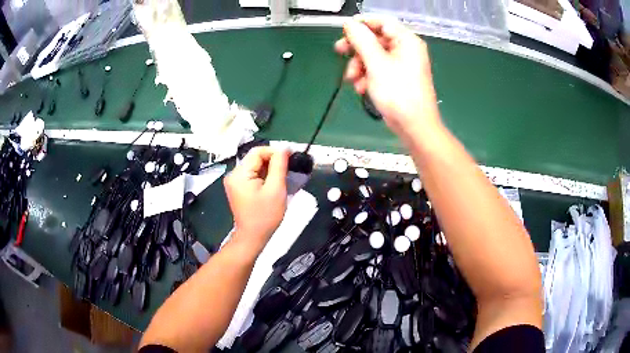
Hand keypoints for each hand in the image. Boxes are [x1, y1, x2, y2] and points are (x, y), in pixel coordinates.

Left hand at [224, 147, 288, 252]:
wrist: (253, 237)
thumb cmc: (265, 216)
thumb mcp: (276, 189)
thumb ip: (279, 166)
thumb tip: (284, 148)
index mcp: (239, 174)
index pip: (258, 151)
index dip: (275, 152)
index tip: (291, 159)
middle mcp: (233, 174)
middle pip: (256, 158)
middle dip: (273, 162)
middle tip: (289, 170)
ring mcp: (235, 181)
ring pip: (255, 166)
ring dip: (270, 169)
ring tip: (283, 178)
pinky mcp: (238, 188)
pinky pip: (253, 175)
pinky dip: (265, 176)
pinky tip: (274, 184)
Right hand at [335, 17, 441, 139]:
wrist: (413, 126)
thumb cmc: (399, 94)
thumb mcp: (376, 64)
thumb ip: (361, 40)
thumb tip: (350, 24)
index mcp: (406, 41)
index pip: (382, 22)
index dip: (362, 24)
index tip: (344, 30)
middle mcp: (405, 49)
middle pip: (375, 39)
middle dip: (357, 49)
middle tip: (340, 52)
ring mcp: (401, 64)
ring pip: (373, 56)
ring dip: (359, 66)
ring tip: (353, 79)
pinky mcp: (396, 77)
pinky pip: (377, 69)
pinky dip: (367, 76)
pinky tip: (361, 88)